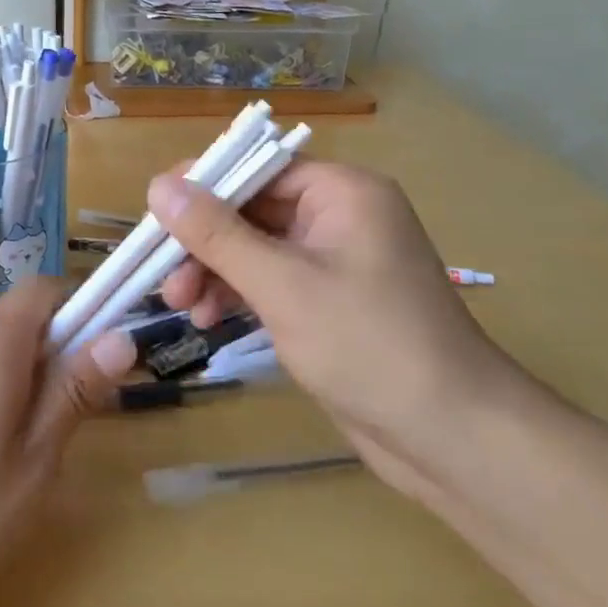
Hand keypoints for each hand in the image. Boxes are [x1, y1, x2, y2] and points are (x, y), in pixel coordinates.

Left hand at [0, 278, 134, 606]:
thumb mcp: (33, 463)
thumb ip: (73, 393)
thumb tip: (120, 336)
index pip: (44, 289)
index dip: (81, 308)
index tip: (100, 356)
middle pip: (18, 315)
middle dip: (54, 348)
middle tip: (69, 415)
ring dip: (21, 371)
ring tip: (27, 443)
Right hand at [150, 161, 538, 496]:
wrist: (454, 439)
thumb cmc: (368, 346)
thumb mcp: (281, 285)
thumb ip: (215, 233)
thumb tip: (157, 185)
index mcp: (341, 192)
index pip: (256, 167)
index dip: (202, 186)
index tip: (153, 214)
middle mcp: (339, 215)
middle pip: (251, 208)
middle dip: (203, 242)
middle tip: (165, 279)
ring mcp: (335, 260)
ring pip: (254, 246)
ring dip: (214, 271)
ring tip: (182, 307)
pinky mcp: (329, 300)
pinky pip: (270, 278)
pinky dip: (237, 293)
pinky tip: (209, 319)